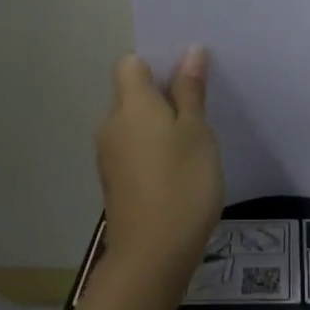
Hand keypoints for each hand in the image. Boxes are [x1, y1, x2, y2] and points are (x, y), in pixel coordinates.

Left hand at [97, 47, 224, 277]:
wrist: (151, 257)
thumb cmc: (182, 183)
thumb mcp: (196, 131)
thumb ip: (190, 90)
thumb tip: (190, 51)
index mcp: (130, 103)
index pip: (130, 62)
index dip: (155, 62)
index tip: (185, 75)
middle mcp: (111, 123)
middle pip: (131, 92)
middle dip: (162, 93)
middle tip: (199, 105)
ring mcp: (109, 155)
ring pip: (133, 122)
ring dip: (159, 123)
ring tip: (194, 138)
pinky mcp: (114, 182)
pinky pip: (133, 148)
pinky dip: (152, 148)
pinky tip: (179, 167)